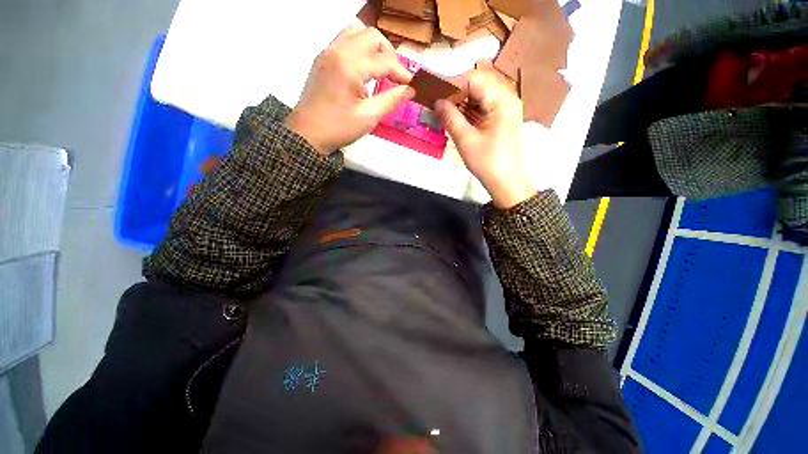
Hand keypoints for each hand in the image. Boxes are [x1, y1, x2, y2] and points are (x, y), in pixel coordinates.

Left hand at [285, 26, 414, 154]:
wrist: (307, 134)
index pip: (384, 60)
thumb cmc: (338, 128)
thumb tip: (410, 90)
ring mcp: (327, 52)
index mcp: (350, 66)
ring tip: (381, 69)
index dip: (402, 72)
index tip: (412, 85)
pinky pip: (344, 41)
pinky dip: (359, 49)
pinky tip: (363, 69)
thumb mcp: (368, 117)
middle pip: (372, 36)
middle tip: (396, 76)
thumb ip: (391, 100)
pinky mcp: (322, 58)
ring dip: (373, 47)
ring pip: (357, 33)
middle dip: (389, 54)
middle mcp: (338, 50)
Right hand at [435, 62, 534, 208]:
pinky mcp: (502, 116)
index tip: (436, 94)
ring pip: (480, 93)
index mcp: (502, 101)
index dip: (453, 83)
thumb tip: (436, 101)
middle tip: (439, 102)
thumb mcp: (465, 140)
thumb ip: (450, 117)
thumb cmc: (486, 162)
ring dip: (461, 99)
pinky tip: (457, 116)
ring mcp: (506, 106)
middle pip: (478, 82)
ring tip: (445, 109)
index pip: (475, 79)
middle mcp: (507, 98)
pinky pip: (483, 104)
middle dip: (456, 91)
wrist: (505, 180)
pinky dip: (469, 108)